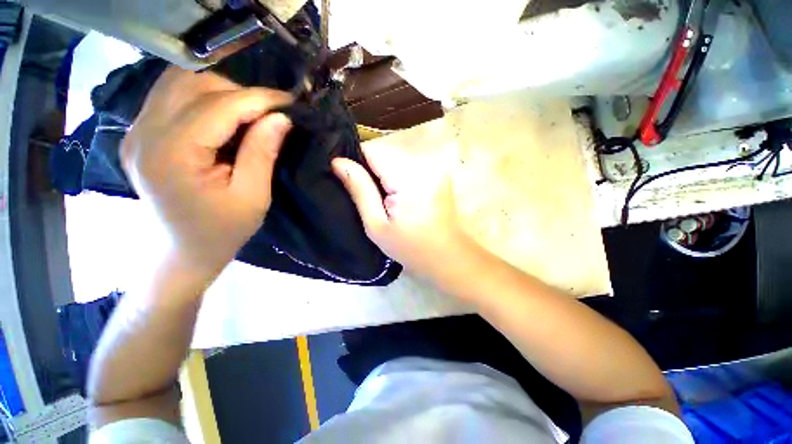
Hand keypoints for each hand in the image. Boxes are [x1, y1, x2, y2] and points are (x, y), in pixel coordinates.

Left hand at [121, 67, 292, 276]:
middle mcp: (145, 133)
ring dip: (220, 91)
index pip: (219, 105)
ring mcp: (136, 131)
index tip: (291, 102)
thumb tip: (281, 118)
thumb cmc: (221, 231)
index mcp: (173, 154)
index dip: (259, 98)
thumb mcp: (253, 197)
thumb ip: (262, 152)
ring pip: (179, 83)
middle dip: (240, 92)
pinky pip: (170, 96)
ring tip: (249, 113)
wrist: (180, 252)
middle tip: (270, 113)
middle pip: (194, 84)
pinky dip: (202, 97)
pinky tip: (222, 117)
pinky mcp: (138, 134)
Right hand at [332, 147, 474, 279]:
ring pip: (396, 160)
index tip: (351, 181)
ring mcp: (434, 168)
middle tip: (371, 198)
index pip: (372, 150)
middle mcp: (423, 165)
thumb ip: (360, 190)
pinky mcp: (439, 174)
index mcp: (407, 178)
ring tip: (385, 200)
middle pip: (385, 154)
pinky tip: (400, 198)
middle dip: (372, 172)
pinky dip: (399, 178)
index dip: (356, 162)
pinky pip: (409, 167)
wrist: (447, 256)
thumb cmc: (410, 247)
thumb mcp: (376, 225)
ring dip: (386, 175)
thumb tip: (337, 161)